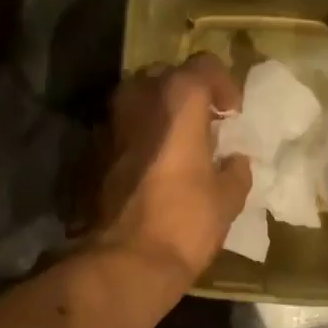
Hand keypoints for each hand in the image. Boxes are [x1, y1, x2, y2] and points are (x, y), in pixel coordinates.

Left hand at [91, 52, 252, 284]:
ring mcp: (109, 125)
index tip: (233, 114)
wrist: (126, 261)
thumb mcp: (227, 199)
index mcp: (177, 100)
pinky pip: (122, 132)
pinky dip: (139, 139)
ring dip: (159, 116)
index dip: (223, 85)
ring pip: (138, 102)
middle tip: (205, 125)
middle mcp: (138, 99)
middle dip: (187, 96)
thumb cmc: (185, 222)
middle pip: (165, 77)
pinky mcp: (92, 153)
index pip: (203, 66)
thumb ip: (235, 172)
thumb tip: (235, 162)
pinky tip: (152, 168)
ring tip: (177, 146)